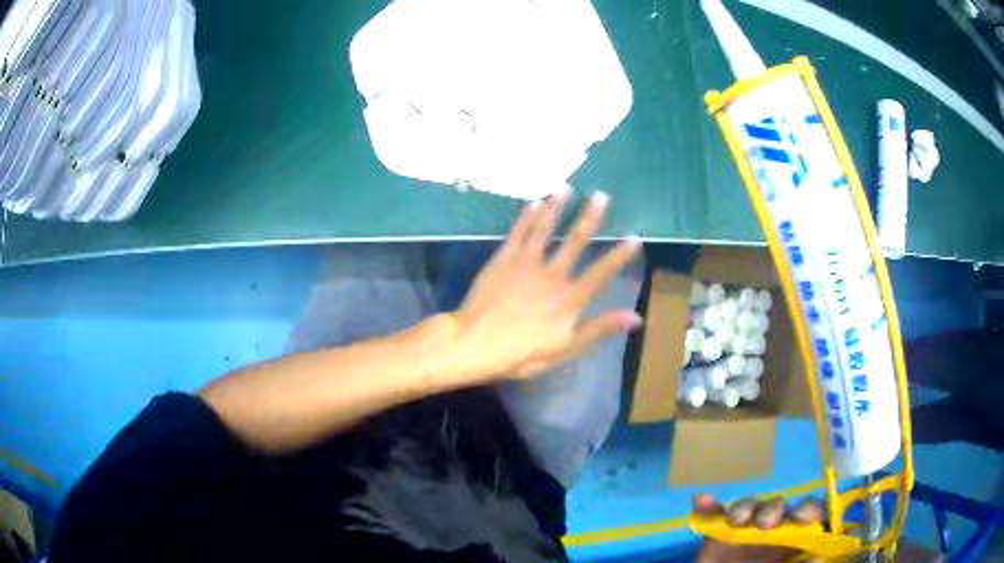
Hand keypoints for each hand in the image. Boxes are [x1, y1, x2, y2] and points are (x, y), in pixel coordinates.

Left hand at [444, 187, 640, 382]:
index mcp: (570, 298)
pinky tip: (533, 203)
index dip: (620, 255)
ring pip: (545, 229)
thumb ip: (600, 328)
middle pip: (575, 241)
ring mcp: (526, 263)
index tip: (635, 237)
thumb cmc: (522, 353)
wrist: (476, 343)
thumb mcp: (565, 349)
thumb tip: (636, 316)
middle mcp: (552, 274)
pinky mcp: (503, 259)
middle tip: (601, 195)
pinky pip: (518, 233)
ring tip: (565, 188)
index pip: (602, 272)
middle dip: (590, 217)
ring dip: (556, 207)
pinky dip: (527, 216)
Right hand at [693, 494, 825, 562]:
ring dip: (744, 507)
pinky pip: (713, 516)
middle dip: (773, 508)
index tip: (801, 517)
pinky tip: (701, 501)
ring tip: (736, 521)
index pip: (810, 516)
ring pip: (749, 508)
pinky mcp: (717, 537)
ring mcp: (744, 534)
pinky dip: (708, 507)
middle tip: (764, 524)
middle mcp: (773, 532)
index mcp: (793, 542)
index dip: (810, 509)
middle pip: (779, 507)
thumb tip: (821, 556)